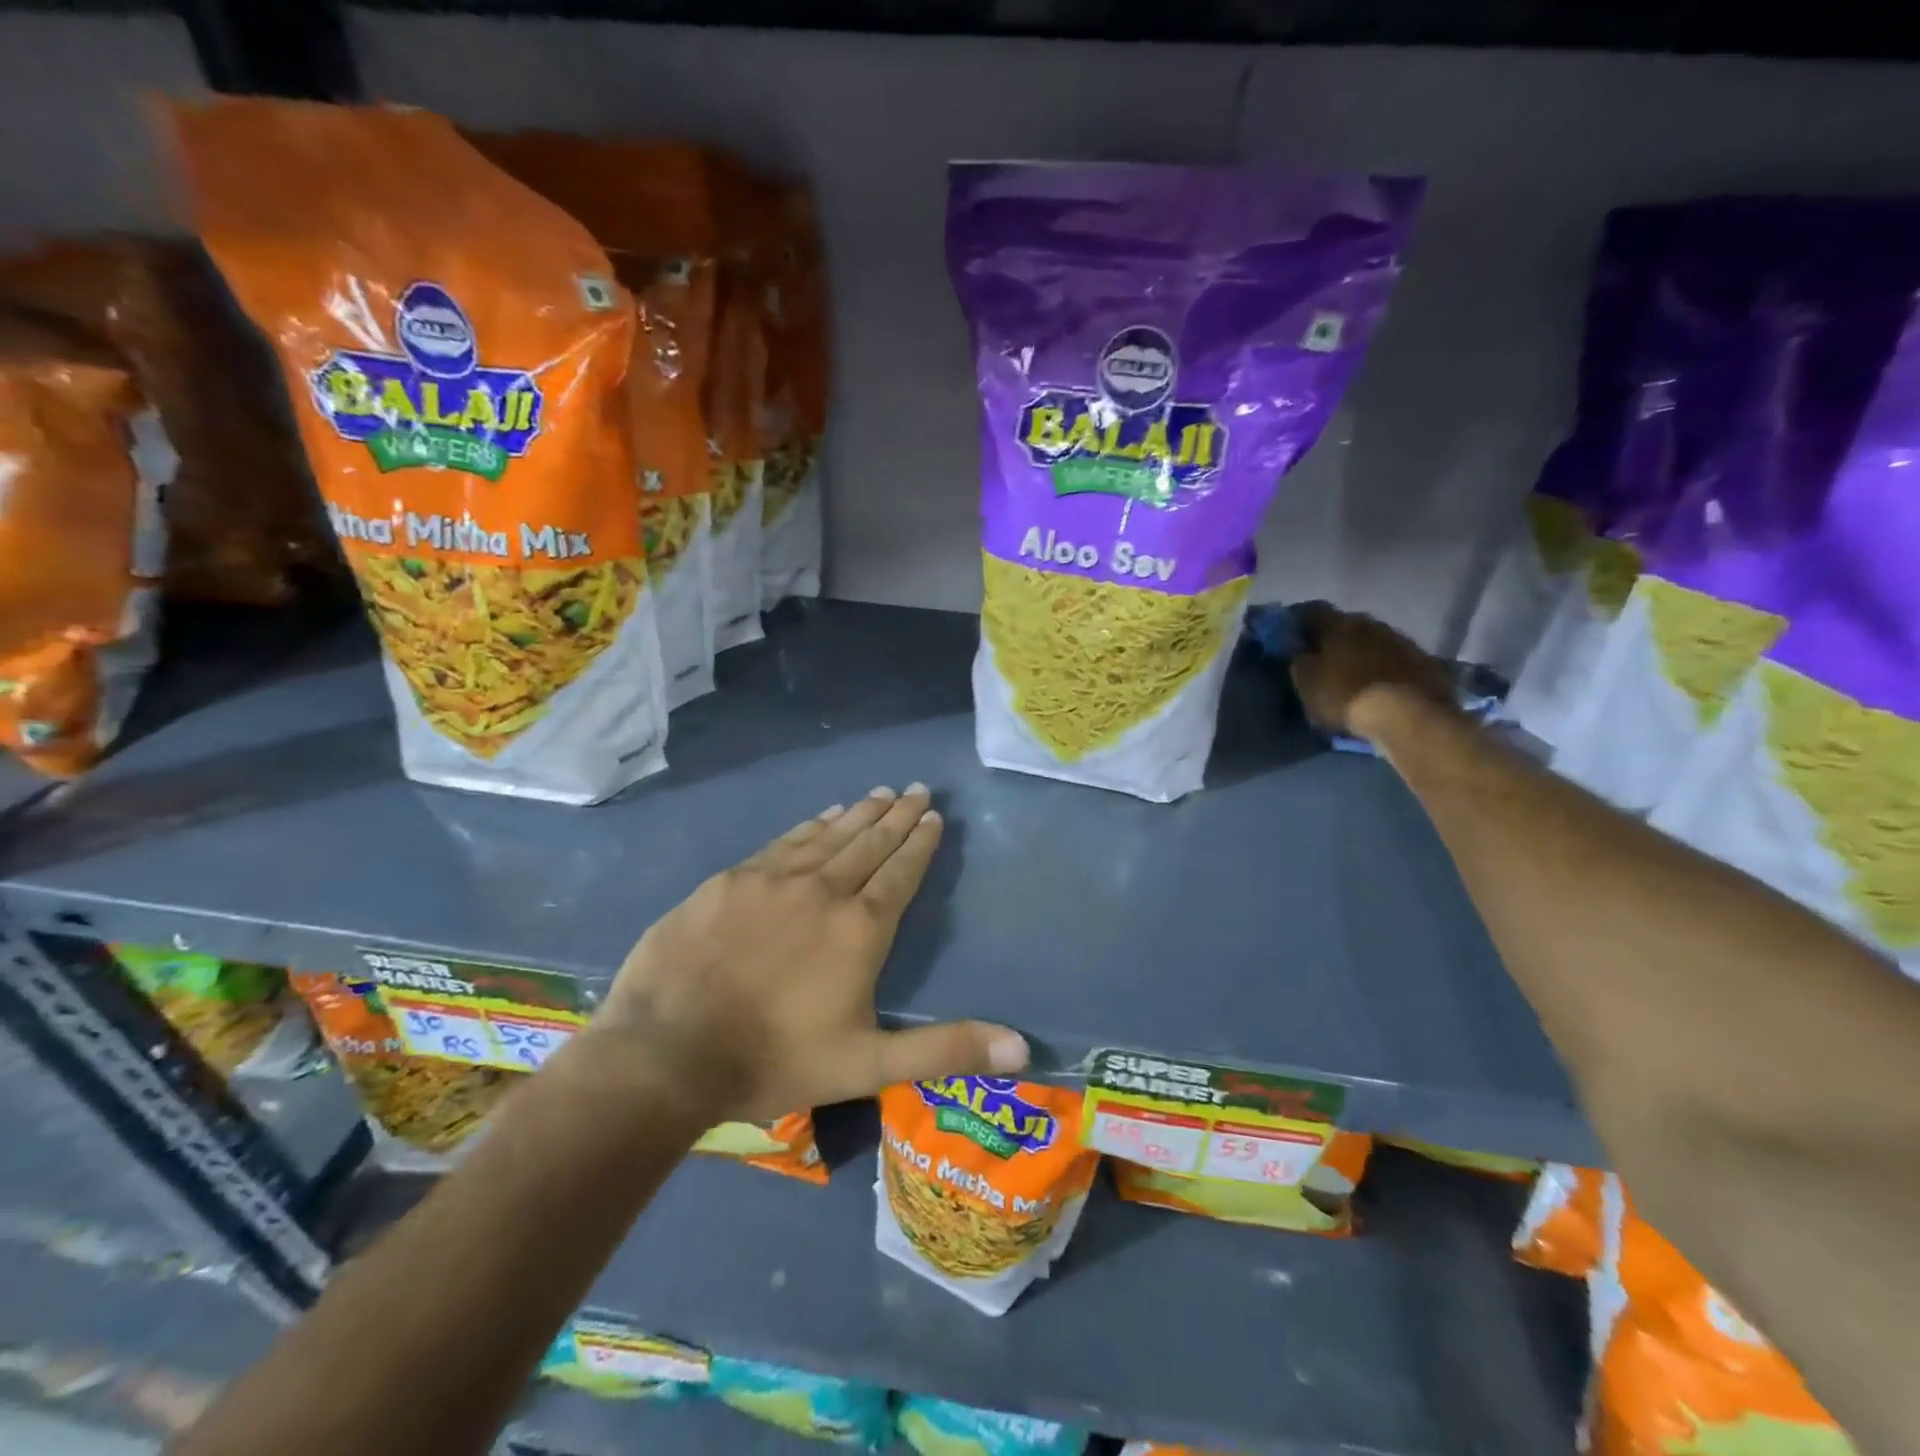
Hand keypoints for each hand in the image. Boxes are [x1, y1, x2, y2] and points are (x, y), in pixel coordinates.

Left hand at [592, 785, 1028, 1122]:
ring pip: (829, 835)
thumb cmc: (774, 1060)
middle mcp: (823, 890)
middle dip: (896, 816)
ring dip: (858, 813)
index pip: (901, 873)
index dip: (920, 843)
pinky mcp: (731, 880)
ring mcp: (773, 879)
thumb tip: (1023, 1048)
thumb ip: (944, 1050)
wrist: (667, 1052)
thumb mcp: (868, 1065)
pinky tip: (822, 816)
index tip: (934, 815)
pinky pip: (784, 842)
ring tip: (879, 792)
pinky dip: (810, 826)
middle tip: (915, 789)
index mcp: (860, 929)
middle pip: (869, 843)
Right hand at [1290, 602, 1457, 742]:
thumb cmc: (1346, 696)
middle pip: (1348, 625)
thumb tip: (1300, 650)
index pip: (1313, 611)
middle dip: (1334, 638)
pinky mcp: (1427, 664)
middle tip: (1323, 657)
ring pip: (1375, 641)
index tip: (1291, 634)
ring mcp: (1404, 642)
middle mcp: (1373, 624)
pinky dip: (1386, 669)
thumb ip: (1300, 661)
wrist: (1409, 718)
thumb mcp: (1307, 683)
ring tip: (1354, 674)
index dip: (1299, 620)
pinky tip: (1381, 685)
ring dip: (1363, 653)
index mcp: (1341, 624)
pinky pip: (1398, 661)